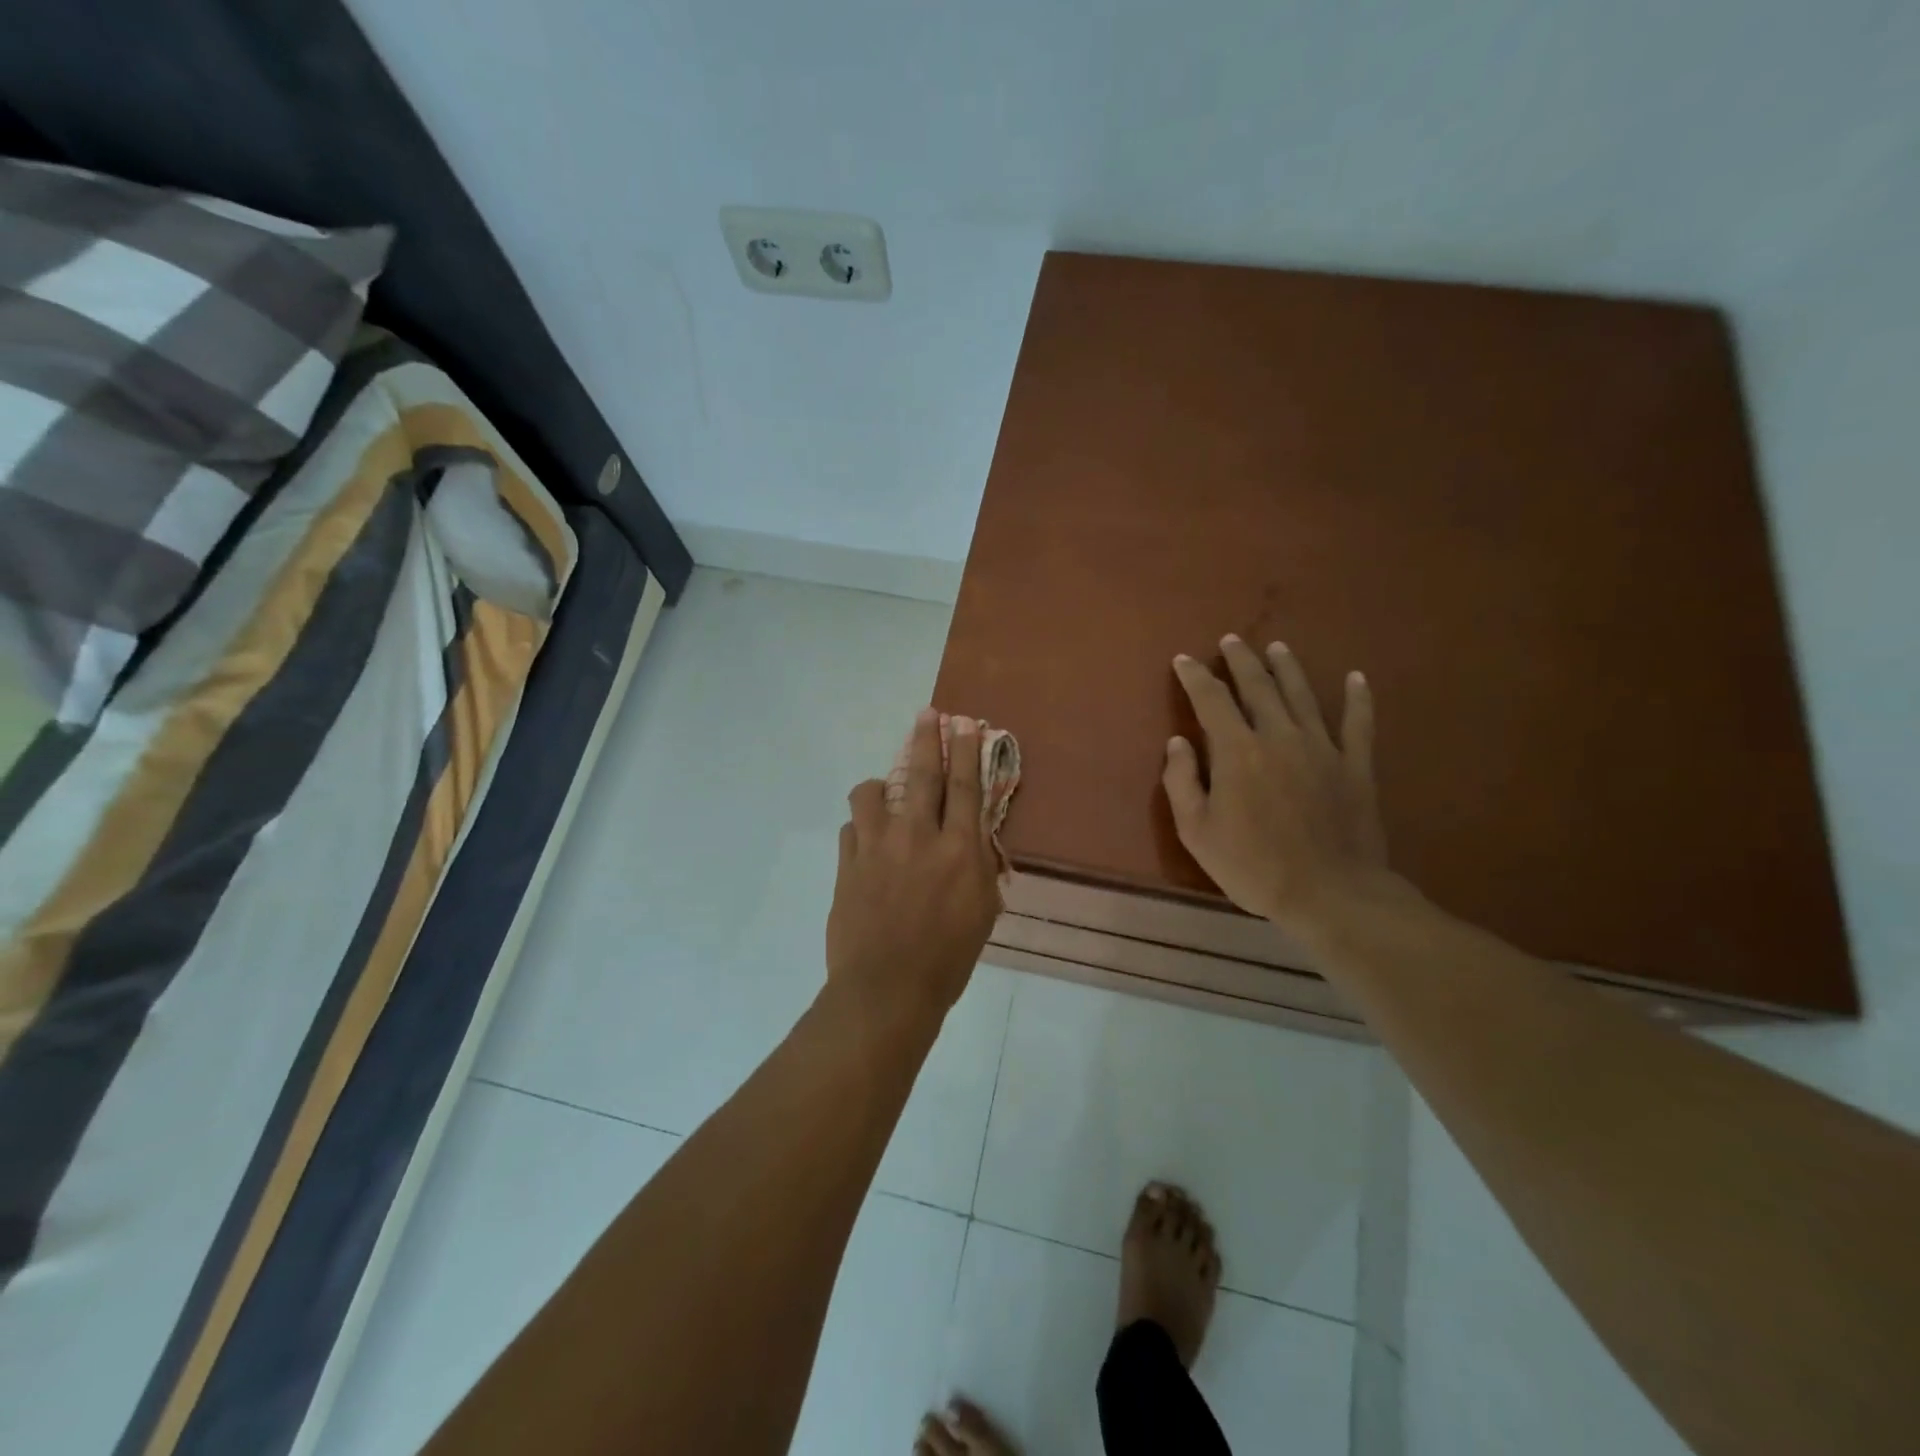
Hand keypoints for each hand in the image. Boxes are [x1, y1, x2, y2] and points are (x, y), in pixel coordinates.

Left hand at [827, 710, 1001, 1027]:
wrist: (887, 990)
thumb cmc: (948, 959)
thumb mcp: (982, 913)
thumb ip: (979, 868)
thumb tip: (972, 839)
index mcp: (958, 850)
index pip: (965, 786)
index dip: (965, 749)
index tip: (963, 722)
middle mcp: (917, 837)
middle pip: (922, 774)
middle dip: (926, 739)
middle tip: (926, 714)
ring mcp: (876, 847)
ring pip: (871, 793)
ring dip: (880, 787)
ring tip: (884, 796)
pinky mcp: (846, 865)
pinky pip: (850, 829)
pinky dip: (860, 830)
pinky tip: (866, 844)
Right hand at [1163, 637, 1391, 937]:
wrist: (1330, 894)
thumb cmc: (1253, 866)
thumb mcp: (1197, 832)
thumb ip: (1181, 782)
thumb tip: (1178, 742)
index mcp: (1237, 751)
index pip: (1212, 699)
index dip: (1195, 676)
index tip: (1184, 660)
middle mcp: (1279, 736)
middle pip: (1258, 687)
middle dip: (1241, 660)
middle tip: (1232, 640)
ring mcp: (1323, 748)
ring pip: (1303, 695)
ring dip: (1288, 668)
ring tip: (1277, 648)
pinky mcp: (1356, 766)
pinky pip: (1358, 724)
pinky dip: (1358, 699)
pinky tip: (1356, 678)